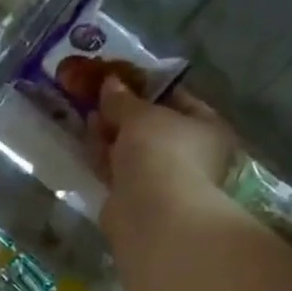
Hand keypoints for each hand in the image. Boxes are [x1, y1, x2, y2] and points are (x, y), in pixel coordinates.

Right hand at [90, 77, 238, 257]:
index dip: (147, 86)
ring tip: (85, 113)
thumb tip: (109, 82)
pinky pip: (116, 168)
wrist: (151, 212)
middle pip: (152, 125)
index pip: (178, 98)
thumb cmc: (161, 152)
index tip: (120, 78)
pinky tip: (85, 141)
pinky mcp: (134, 196)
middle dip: (123, 111)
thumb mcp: (141, 115)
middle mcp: (189, 152)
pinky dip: (102, 155)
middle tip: (96, 95)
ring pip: (131, 148)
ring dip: (109, 132)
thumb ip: (123, 99)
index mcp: (206, 127)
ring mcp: (161, 176)